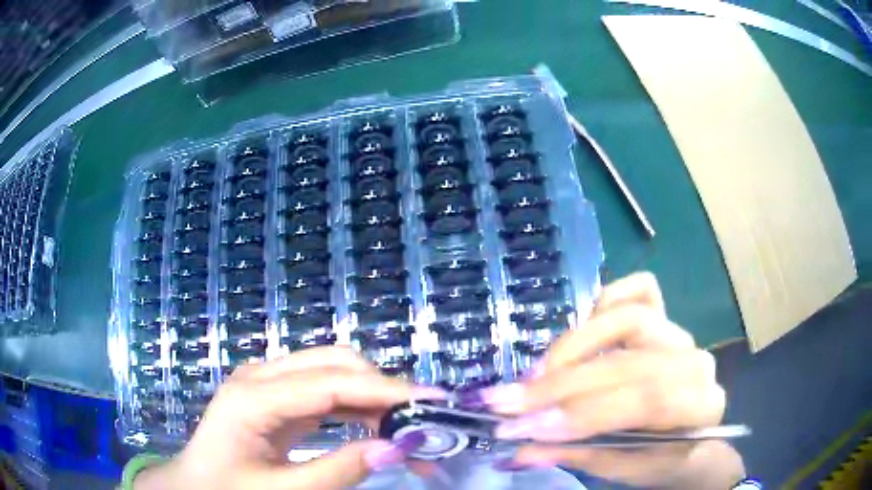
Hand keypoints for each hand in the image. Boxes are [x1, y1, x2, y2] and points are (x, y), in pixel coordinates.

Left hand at [134, 347, 442, 489]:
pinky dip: (355, 405)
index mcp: (253, 397)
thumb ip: (337, 471)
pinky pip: (323, 390)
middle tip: (421, 423)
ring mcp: (266, 381)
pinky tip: (374, 427)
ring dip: (373, 397)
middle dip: (383, 389)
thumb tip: (395, 449)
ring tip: (405, 429)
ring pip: (333, 371)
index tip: (433, 402)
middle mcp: (260, 375)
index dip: (386, 390)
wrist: (193, 485)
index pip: (332, 382)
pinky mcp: (274, 394)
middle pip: (334, 363)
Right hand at [460, 272, 743, 487]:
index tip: (526, 428)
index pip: (645, 399)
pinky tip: (581, 324)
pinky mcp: (666, 318)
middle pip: (628, 361)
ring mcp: (680, 333)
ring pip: (630, 318)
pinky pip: (641, 290)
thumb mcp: (626, 470)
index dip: (584, 413)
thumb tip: (519, 449)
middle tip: (507, 403)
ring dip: (575, 344)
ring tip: (533, 374)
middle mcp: (695, 361)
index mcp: (701, 405)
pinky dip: (607, 301)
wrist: (692, 440)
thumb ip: (580, 456)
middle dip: (561, 385)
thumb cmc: (664, 460)